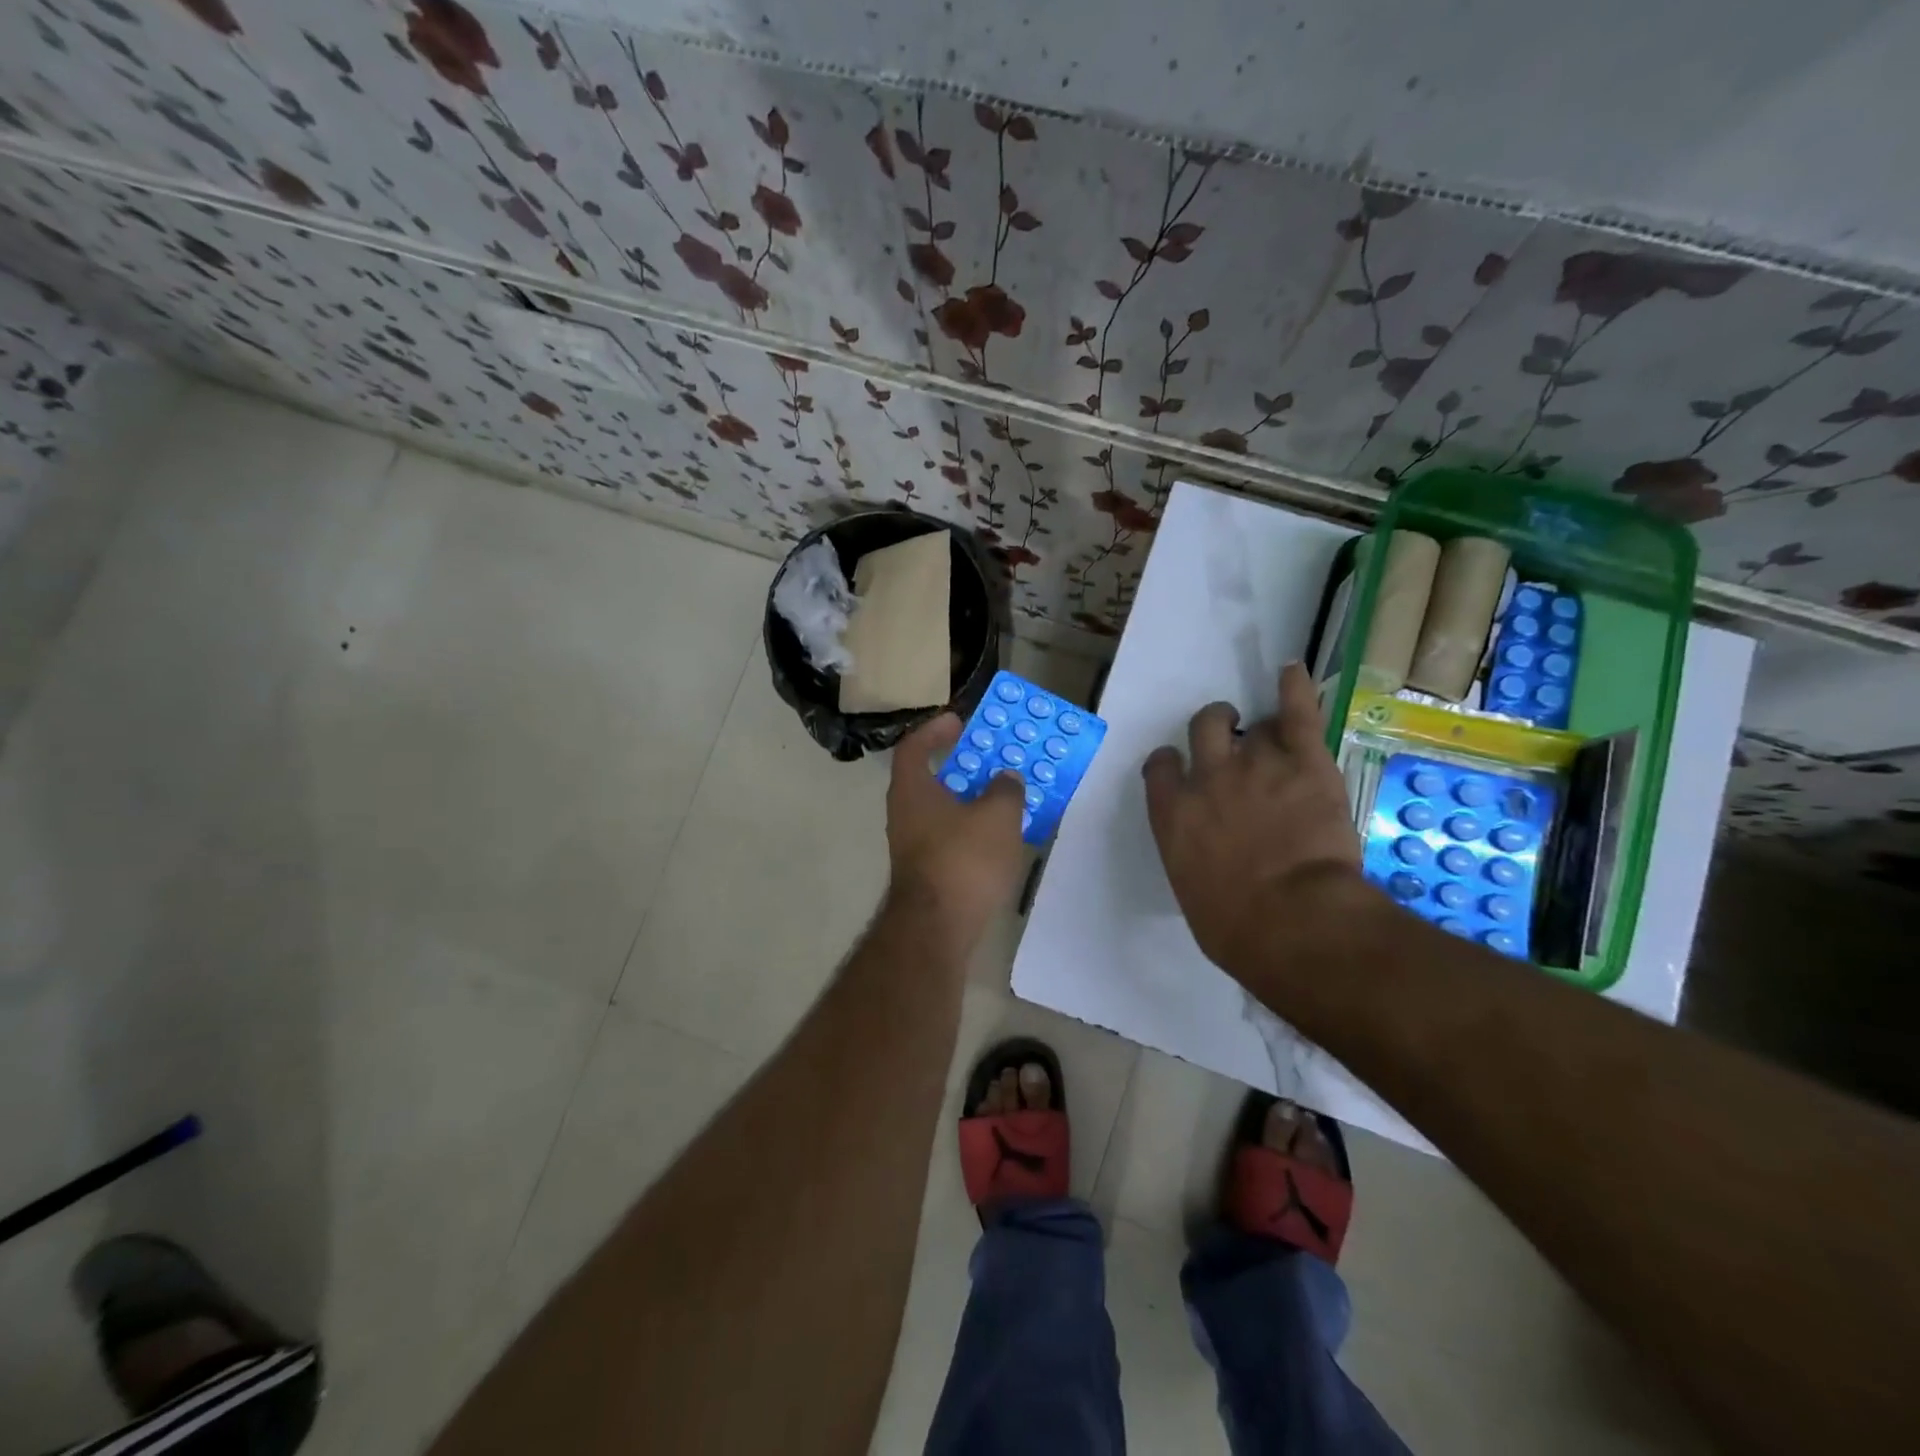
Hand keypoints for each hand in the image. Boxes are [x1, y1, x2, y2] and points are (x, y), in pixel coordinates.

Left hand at [885, 714, 1026, 943]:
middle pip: (928, 778)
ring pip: (939, 810)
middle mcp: (904, 813)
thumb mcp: (997, 816)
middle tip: (990, 760)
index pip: (914, 746)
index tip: (959, 722)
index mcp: (912, 789)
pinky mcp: (924, 872)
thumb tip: (1006, 779)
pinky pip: (947, 836)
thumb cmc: (963, 860)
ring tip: (1001, 798)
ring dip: (967, 800)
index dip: (935, 730)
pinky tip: (995, 837)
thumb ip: (1005, 790)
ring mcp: (911, 845)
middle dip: (959, 766)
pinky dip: (968, 828)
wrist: (937, 928)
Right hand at [1143, 663, 1363, 977]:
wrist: (1293, 922)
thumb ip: (1195, 858)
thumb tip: (1211, 860)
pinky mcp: (1305, 762)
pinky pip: (1297, 712)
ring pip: (1251, 723)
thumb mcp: (1195, 893)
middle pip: (1204, 728)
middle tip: (1232, 736)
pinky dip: (1294, 687)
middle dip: (1216, 726)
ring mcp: (1256, 764)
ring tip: (1270, 733)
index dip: (1171, 762)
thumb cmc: (1236, 928)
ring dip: (1258, 728)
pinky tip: (1292, 670)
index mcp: (1173, 813)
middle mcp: (1207, 777)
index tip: (1182, 768)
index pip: (1160, 766)